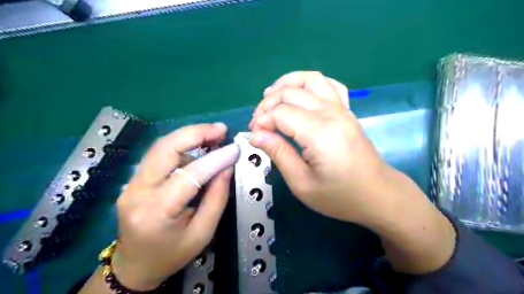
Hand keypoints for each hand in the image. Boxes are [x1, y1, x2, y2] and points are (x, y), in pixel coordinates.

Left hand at [113, 122, 238, 288]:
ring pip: (161, 147)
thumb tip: (227, 167)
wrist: (134, 266)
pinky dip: (181, 146)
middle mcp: (137, 191)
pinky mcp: (133, 179)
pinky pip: (159, 155)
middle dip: (195, 133)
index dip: (215, 159)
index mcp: (156, 212)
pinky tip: (198, 148)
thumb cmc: (171, 255)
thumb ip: (217, 198)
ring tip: (213, 136)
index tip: (234, 149)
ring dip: (188, 137)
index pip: (189, 175)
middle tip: (220, 129)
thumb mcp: (202, 233)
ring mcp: (131, 183)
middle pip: (165, 148)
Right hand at [249, 73, 456, 274]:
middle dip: (267, 104)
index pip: (280, 113)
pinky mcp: (347, 110)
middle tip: (257, 123)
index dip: (261, 122)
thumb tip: (256, 135)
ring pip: (310, 79)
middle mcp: (330, 113)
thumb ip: (278, 154)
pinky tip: (300, 93)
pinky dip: (310, 82)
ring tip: (270, 95)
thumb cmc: (339, 195)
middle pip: (290, 92)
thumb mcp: (302, 183)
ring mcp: (341, 108)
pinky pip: (329, 84)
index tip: (254, 138)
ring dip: (286, 83)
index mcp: (318, 132)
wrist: (377, 195)